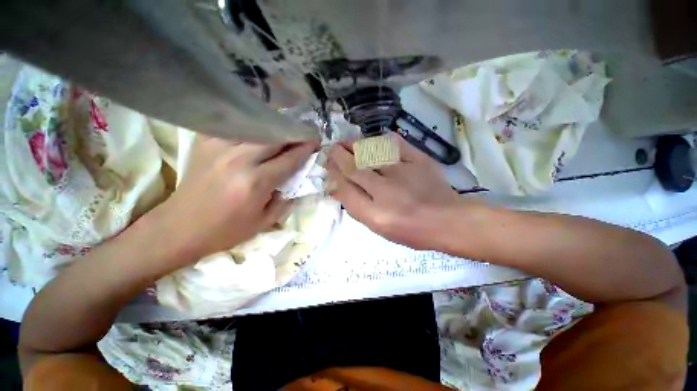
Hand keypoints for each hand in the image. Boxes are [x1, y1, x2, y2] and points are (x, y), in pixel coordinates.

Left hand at [154, 135, 316, 260]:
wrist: (180, 227)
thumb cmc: (226, 230)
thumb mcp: (265, 222)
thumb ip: (285, 199)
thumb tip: (295, 179)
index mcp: (256, 182)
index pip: (289, 158)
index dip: (306, 148)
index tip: (315, 141)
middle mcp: (240, 160)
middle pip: (275, 136)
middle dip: (294, 133)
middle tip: (305, 133)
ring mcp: (220, 148)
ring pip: (257, 127)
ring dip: (275, 127)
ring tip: (286, 130)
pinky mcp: (205, 143)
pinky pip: (235, 127)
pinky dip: (251, 126)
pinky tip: (259, 130)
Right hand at [326, 136, 466, 249]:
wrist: (447, 220)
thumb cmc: (411, 230)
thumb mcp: (379, 228)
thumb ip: (357, 208)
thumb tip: (336, 189)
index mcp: (375, 214)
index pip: (345, 189)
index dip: (334, 175)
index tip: (328, 166)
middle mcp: (386, 192)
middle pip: (354, 168)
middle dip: (339, 156)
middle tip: (332, 148)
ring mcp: (403, 173)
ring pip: (371, 152)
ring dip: (355, 145)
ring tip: (348, 143)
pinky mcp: (419, 160)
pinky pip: (395, 144)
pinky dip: (382, 140)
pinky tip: (375, 140)